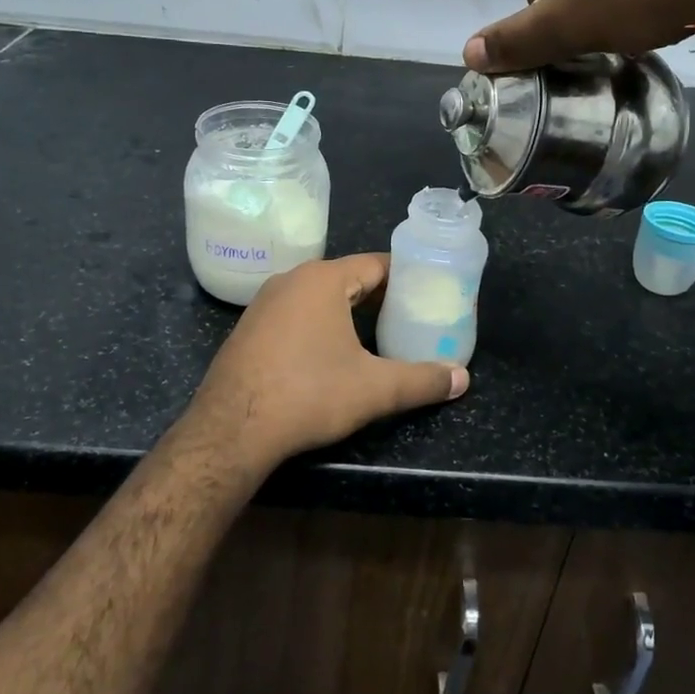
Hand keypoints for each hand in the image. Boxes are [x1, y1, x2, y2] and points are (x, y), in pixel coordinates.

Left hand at [186, 254, 467, 467]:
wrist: (232, 428)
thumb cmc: (309, 394)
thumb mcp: (375, 389)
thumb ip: (422, 381)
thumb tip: (463, 378)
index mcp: (323, 280)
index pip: (375, 265)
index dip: (405, 277)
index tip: (428, 292)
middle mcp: (291, 280)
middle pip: (346, 278)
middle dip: (379, 297)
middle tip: (409, 317)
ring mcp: (264, 304)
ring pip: (318, 297)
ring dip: (347, 312)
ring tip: (376, 334)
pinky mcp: (249, 329)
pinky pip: (294, 315)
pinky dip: (318, 325)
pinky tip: (329, 353)